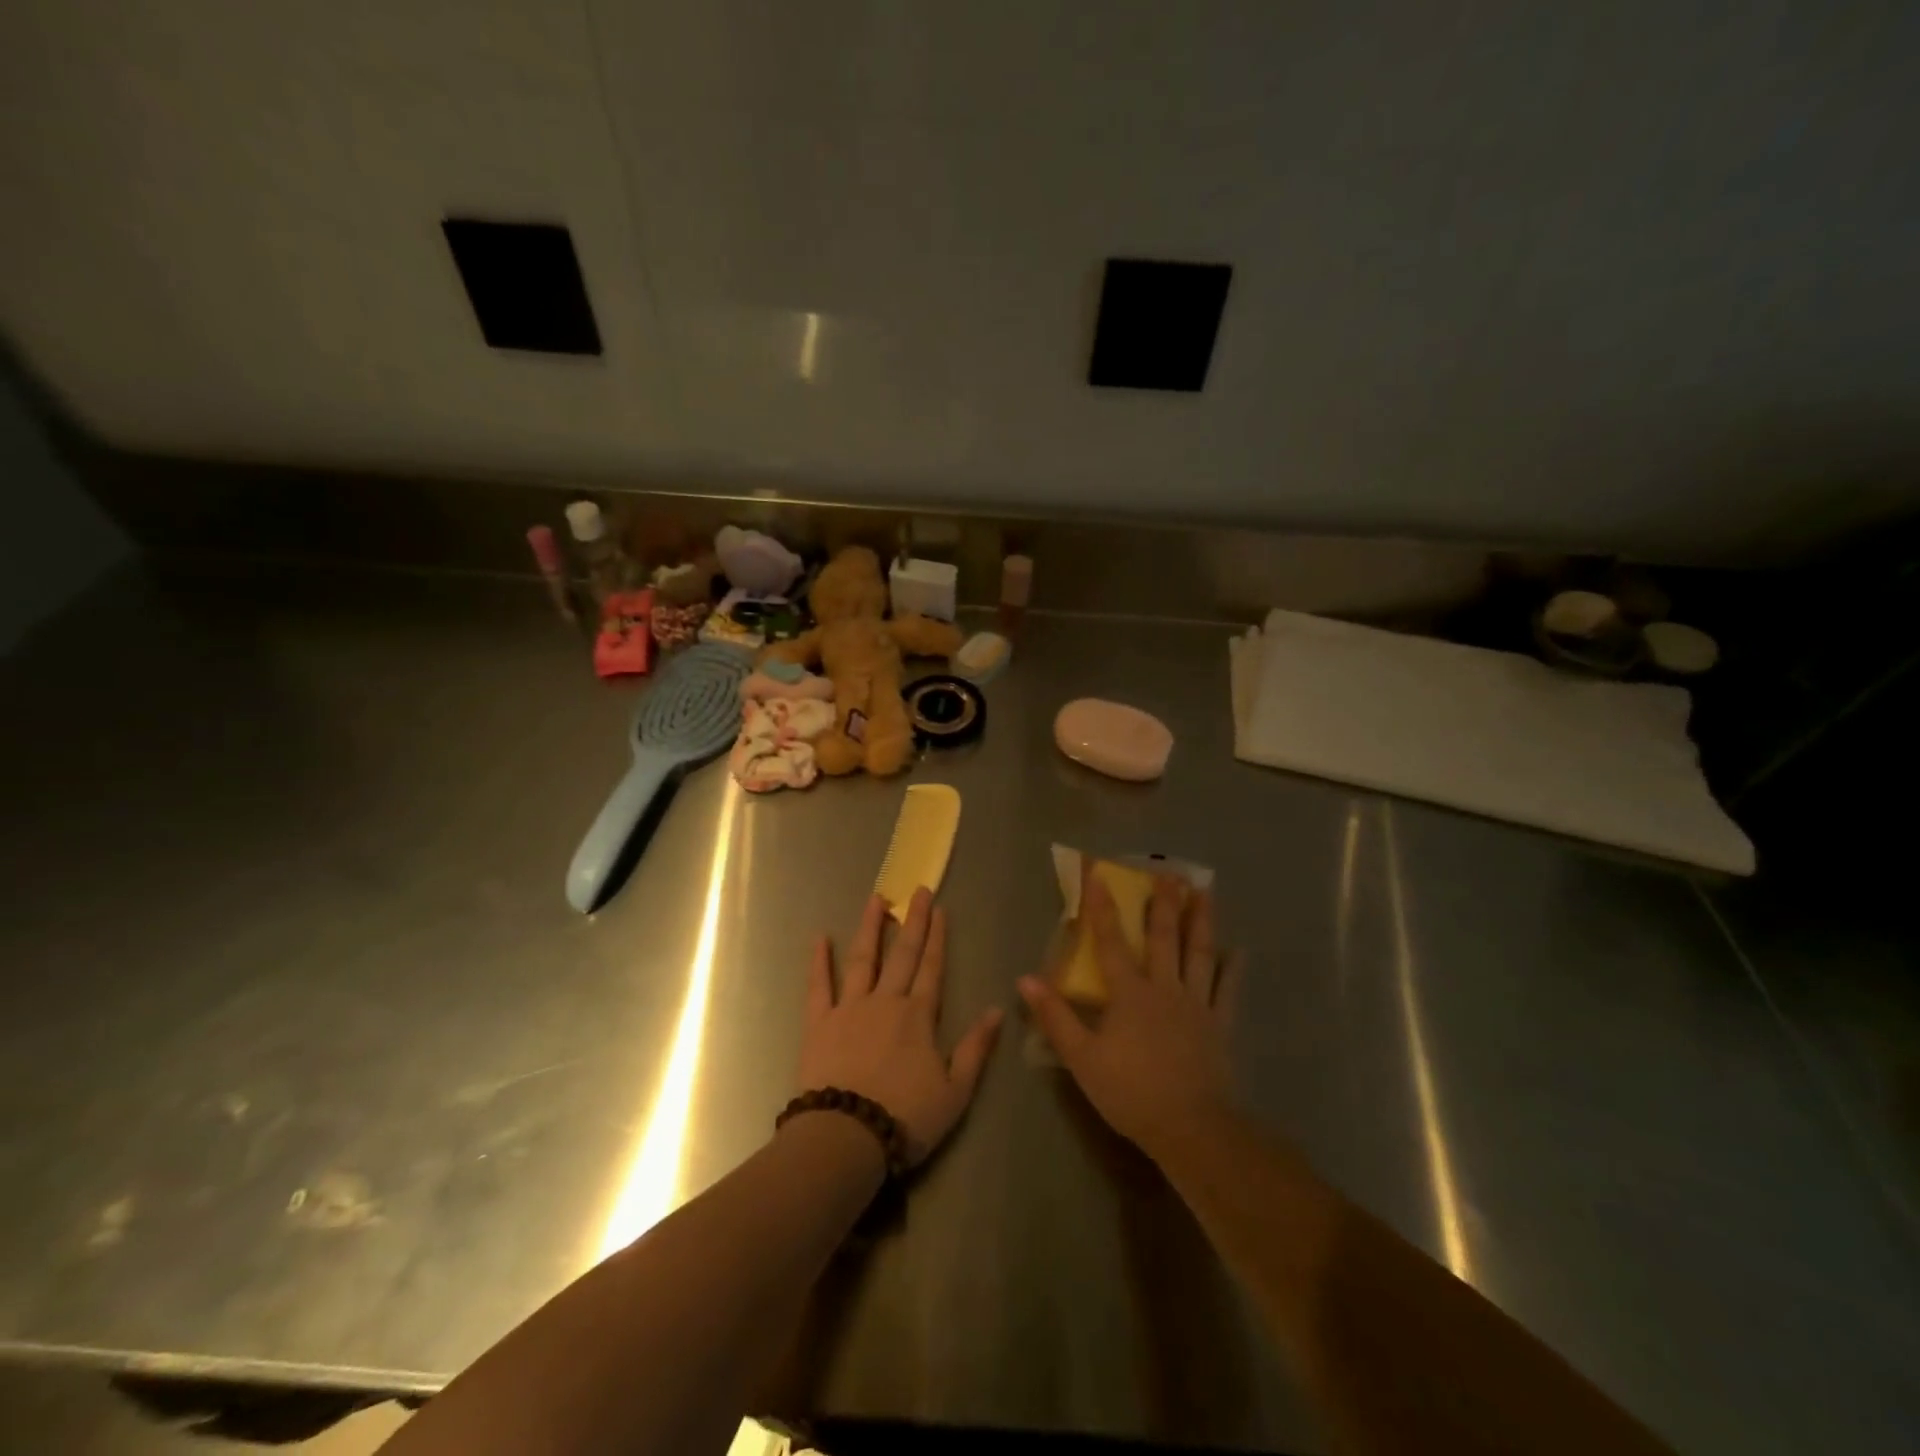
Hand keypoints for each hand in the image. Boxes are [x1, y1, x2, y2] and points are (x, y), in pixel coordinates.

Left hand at [798, 889, 1004, 1164]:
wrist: (846, 1137)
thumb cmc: (906, 1117)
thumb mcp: (955, 1091)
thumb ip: (976, 1048)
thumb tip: (997, 1010)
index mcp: (918, 1016)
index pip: (932, 968)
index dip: (938, 937)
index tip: (941, 908)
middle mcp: (886, 1001)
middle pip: (903, 954)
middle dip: (913, 920)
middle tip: (918, 890)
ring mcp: (850, 1008)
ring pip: (862, 958)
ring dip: (870, 927)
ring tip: (876, 899)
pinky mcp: (819, 1023)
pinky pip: (818, 985)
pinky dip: (819, 961)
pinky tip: (819, 937)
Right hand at [1019, 869, 1240, 1158]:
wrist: (1191, 1127)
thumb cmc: (1130, 1092)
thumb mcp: (1082, 1058)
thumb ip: (1055, 1017)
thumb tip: (1025, 979)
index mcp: (1129, 993)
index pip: (1111, 942)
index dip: (1102, 908)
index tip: (1099, 874)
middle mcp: (1164, 988)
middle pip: (1164, 938)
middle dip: (1163, 903)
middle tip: (1170, 873)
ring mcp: (1196, 1004)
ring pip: (1199, 954)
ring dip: (1201, 921)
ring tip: (1205, 893)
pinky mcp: (1219, 1025)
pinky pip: (1227, 990)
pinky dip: (1233, 969)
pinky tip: (1239, 951)